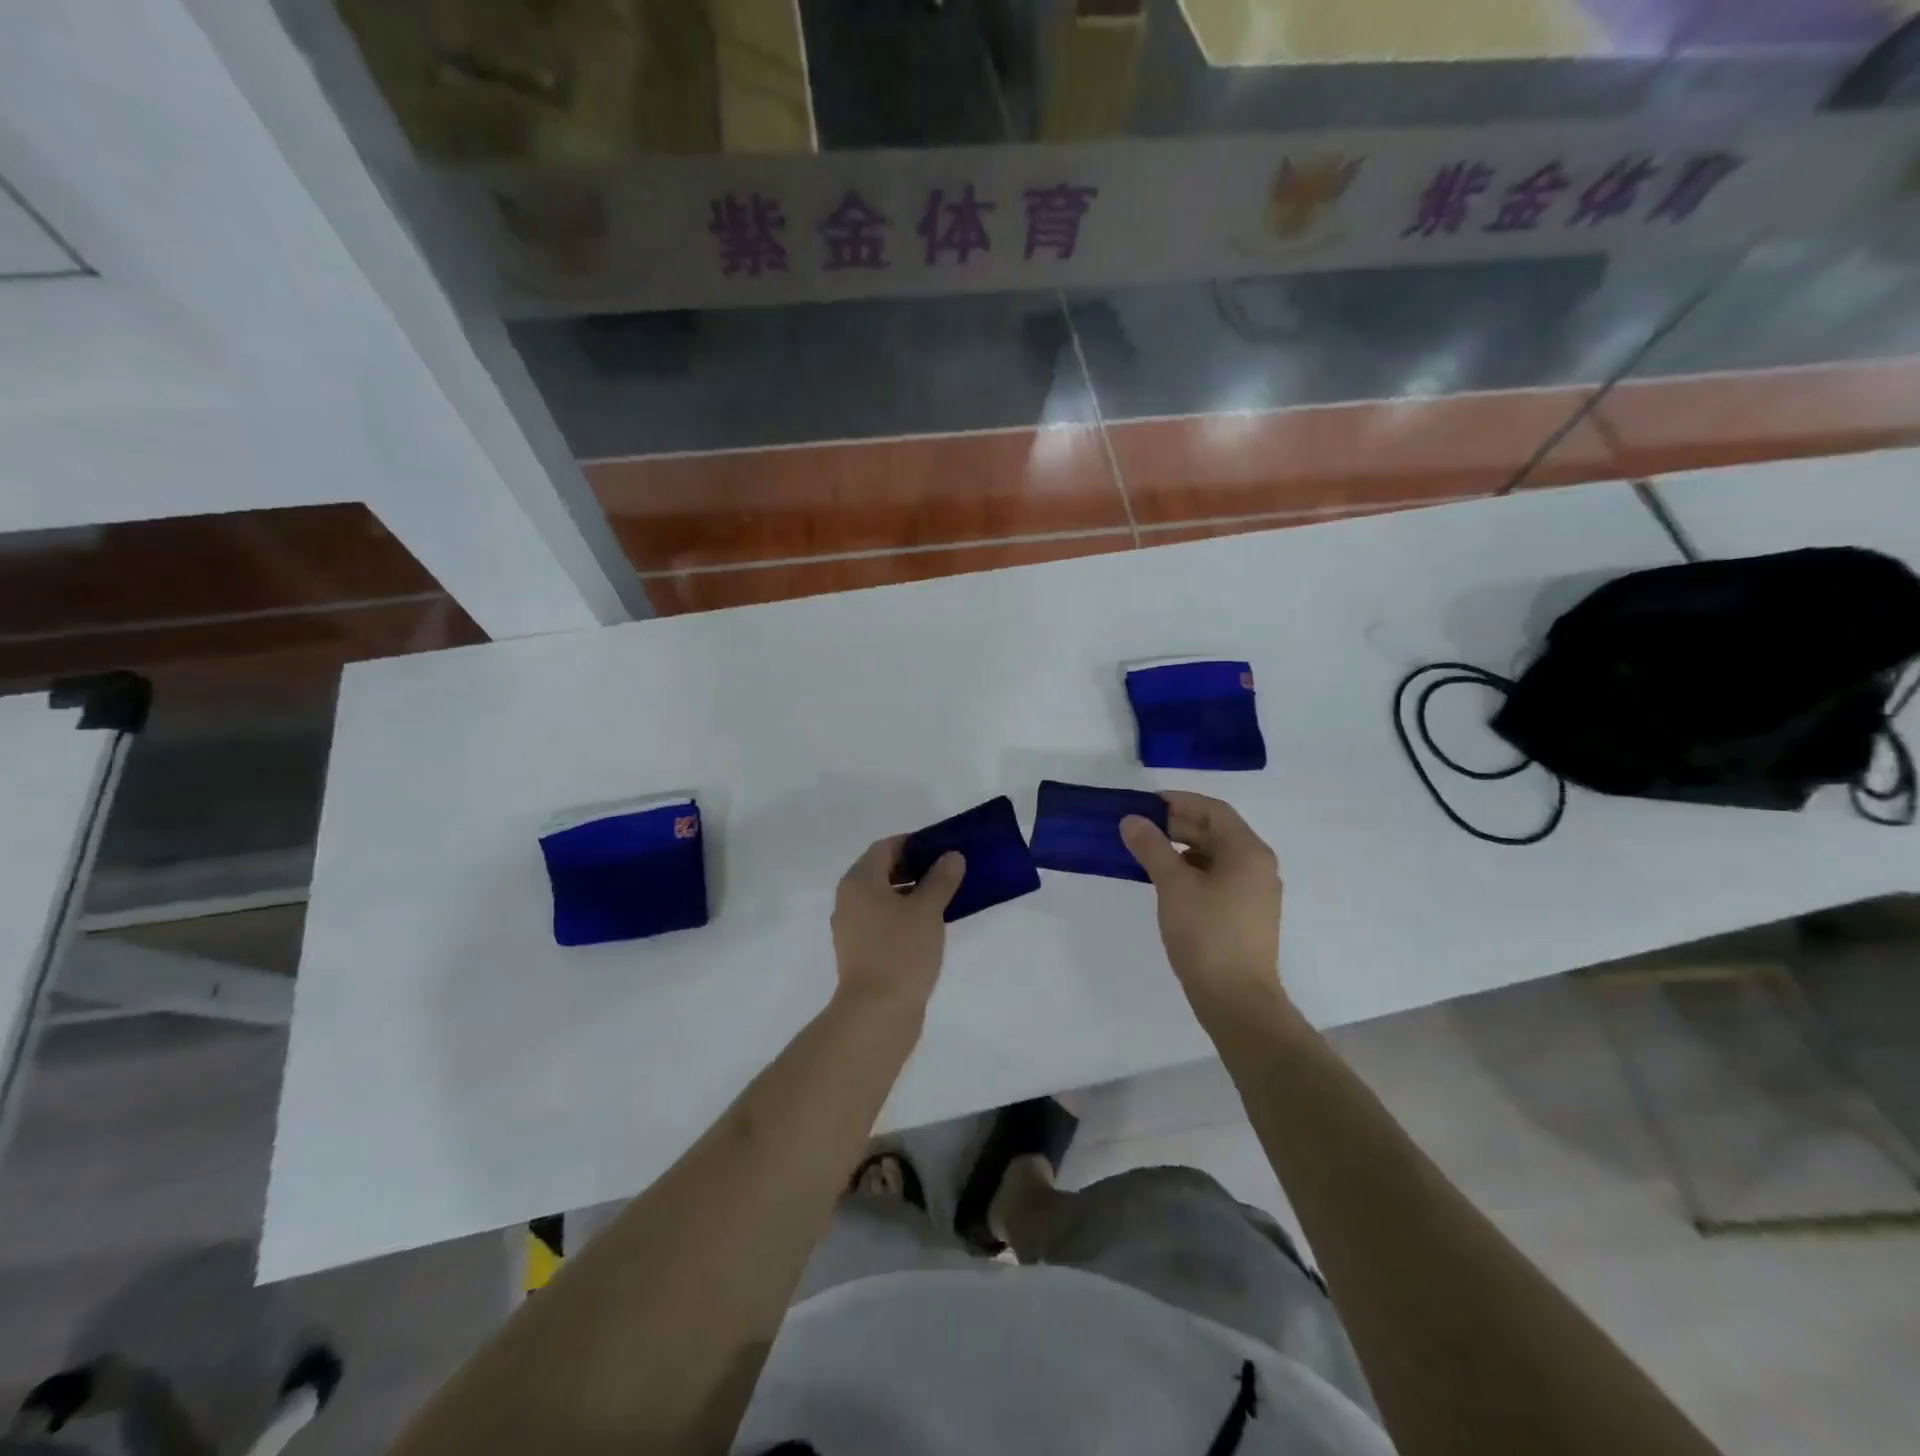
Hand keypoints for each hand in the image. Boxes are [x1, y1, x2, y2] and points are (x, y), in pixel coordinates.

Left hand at [831, 837, 963, 1018]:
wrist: (876, 1012)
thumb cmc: (900, 951)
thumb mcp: (927, 910)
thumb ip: (941, 879)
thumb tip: (951, 856)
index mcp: (859, 881)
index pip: (885, 847)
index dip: (913, 843)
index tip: (942, 847)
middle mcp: (848, 900)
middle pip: (881, 871)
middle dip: (914, 868)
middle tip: (947, 871)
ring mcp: (852, 928)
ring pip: (883, 898)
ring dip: (910, 893)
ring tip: (943, 898)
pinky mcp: (860, 952)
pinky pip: (882, 921)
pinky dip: (903, 915)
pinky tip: (928, 927)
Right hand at [1120, 792, 1286, 1021]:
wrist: (1236, 1000)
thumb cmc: (1206, 934)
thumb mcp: (1173, 885)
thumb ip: (1151, 847)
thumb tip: (1131, 820)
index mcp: (1248, 852)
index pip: (1214, 810)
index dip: (1179, 801)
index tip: (1145, 804)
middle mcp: (1259, 866)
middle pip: (1217, 831)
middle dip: (1179, 825)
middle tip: (1141, 829)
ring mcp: (1256, 892)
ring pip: (1217, 856)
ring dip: (1184, 849)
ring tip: (1148, 854)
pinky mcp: (1247, 914)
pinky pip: (1219, 878)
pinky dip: (1193, 871)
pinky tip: (1168, 882)